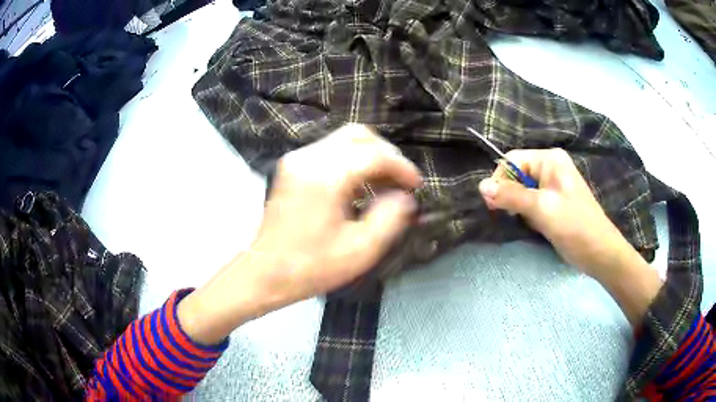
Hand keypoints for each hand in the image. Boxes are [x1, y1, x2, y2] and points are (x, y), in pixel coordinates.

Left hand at [179, 125, 421, 343]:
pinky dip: (351, 160)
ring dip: (369, 155)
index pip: (374, 154)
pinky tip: (359, 185)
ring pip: (343, 139)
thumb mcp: (360, 250)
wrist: (265, 273)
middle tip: (400, 181)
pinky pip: (329, 150)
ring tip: (384, 184)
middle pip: (358, 134)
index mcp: (325, 177)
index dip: (401, 167)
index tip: (416, 186)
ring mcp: (296, 159)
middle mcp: (308, 158)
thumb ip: (390, 218)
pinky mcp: (291, 167)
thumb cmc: (311, 267)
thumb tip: (405, 197)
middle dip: (386, 154)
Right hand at [478, 148, 661, 324]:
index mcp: (550, 159)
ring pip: (523, 190)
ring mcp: (554, 184)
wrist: (599, 252)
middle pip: (517, 174)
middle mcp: (551, 166)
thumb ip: (511, 195)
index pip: (513, 160)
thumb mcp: (541, 209)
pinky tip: (537, 224)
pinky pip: (532, 201)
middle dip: (511, 195)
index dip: (500, 180)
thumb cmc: (574, 226)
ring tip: (531, 222)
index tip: (494, 205)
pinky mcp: (555, 200)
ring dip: (520, 206)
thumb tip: (481, 186)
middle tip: (514, 215)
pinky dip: (529, 212)